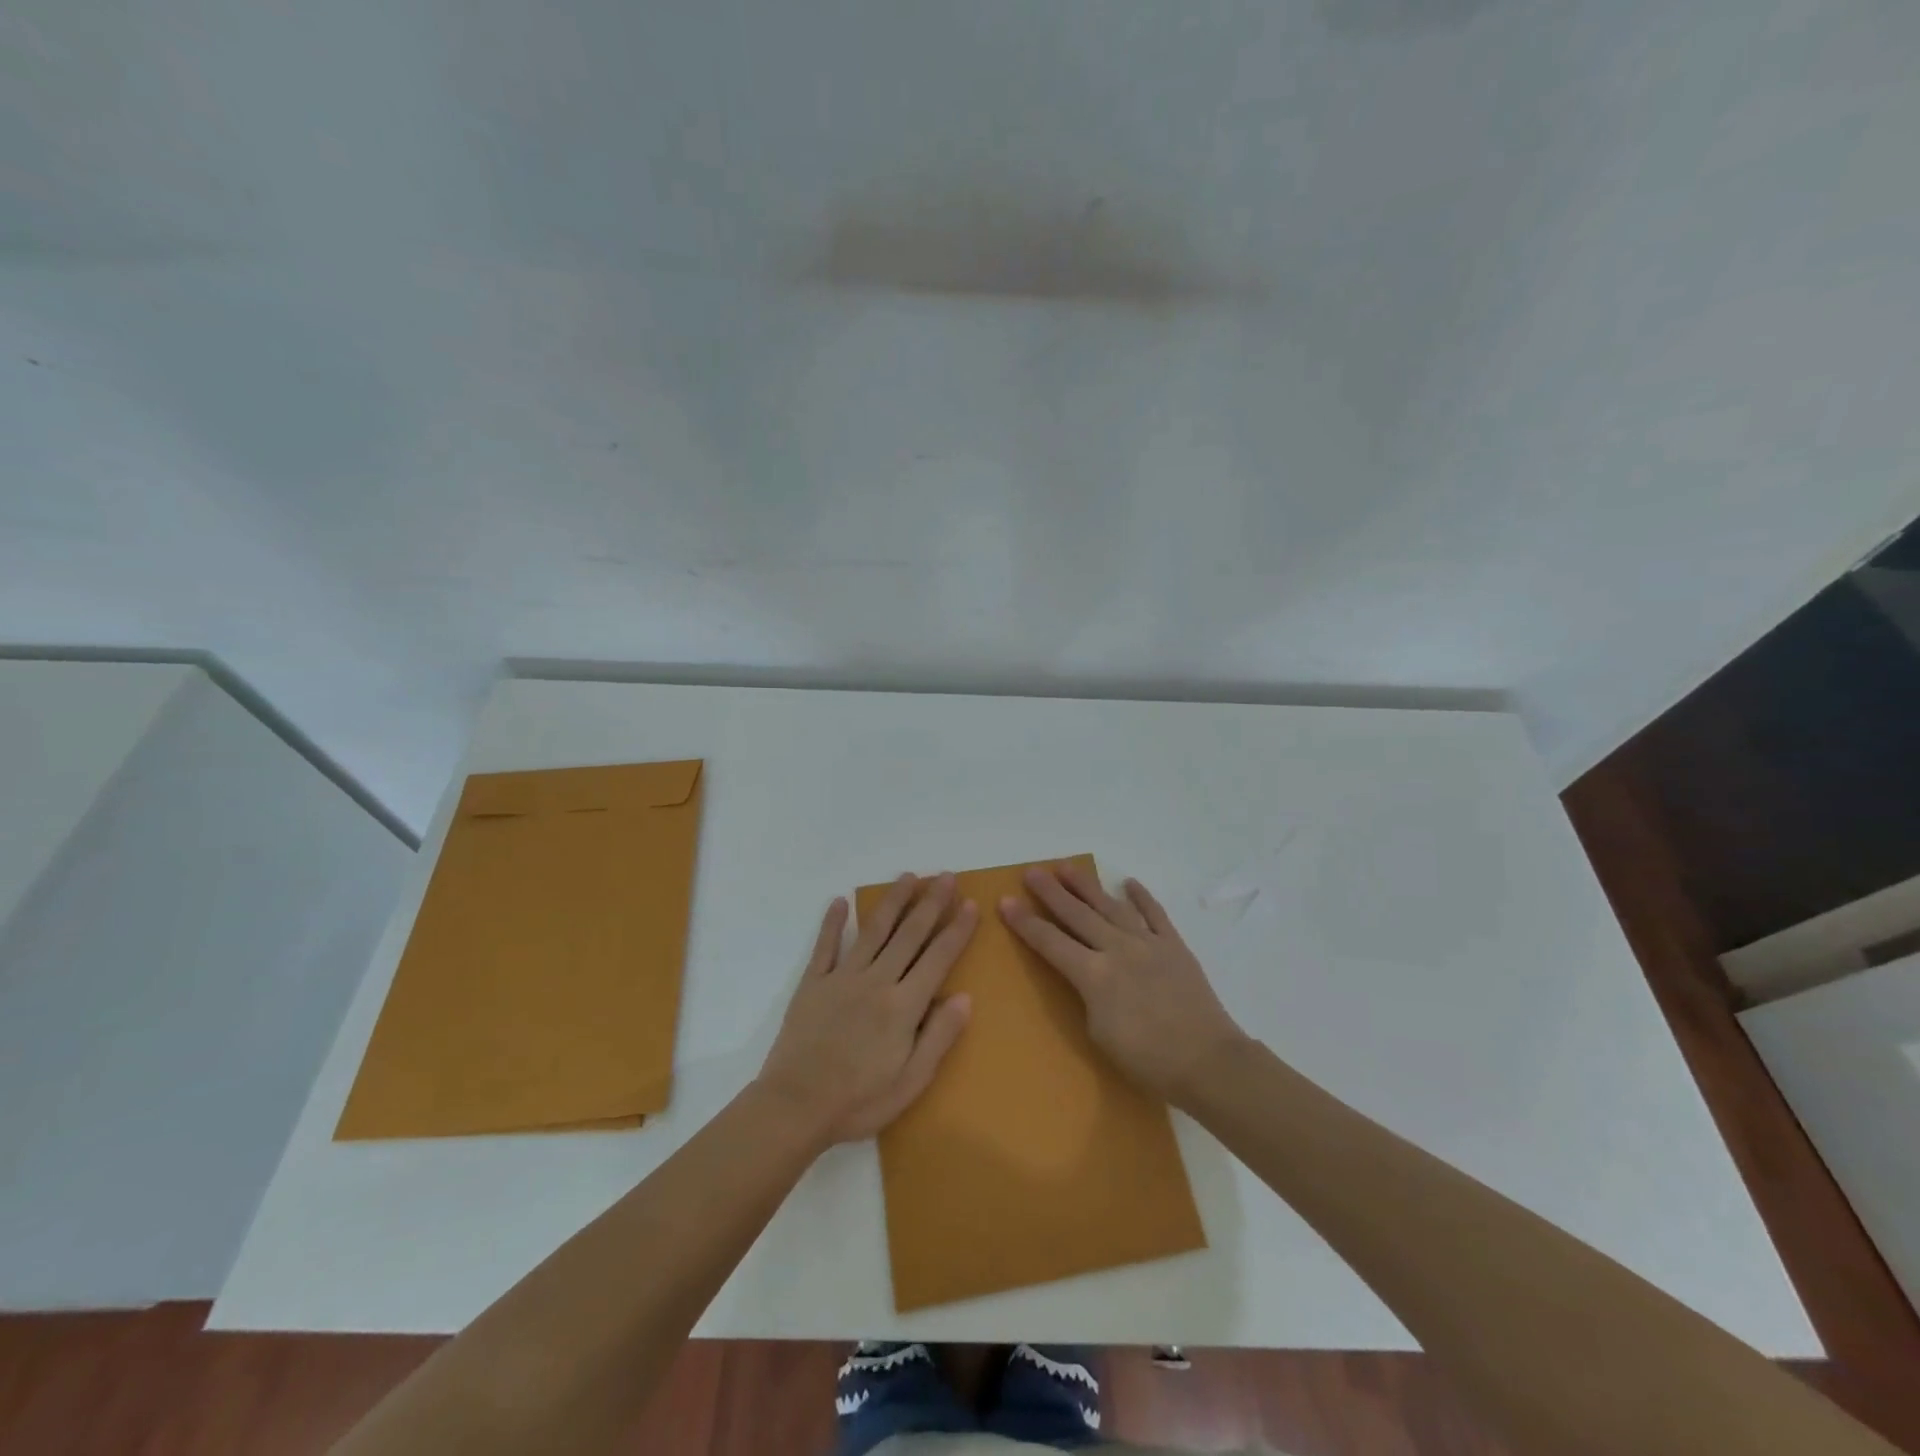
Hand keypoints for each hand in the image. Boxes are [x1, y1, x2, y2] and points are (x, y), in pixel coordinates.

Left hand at [757, 873, 975, 1145]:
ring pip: (873, 930)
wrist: (795, 1107)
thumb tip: (965, 996)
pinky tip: (840, 901)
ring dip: (892, 901)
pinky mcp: (813, 983)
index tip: (970, 903)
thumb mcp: (911, 1082)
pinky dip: (833, 922)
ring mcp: (842, 978)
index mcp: (903, 1006)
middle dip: (930, 903)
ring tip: (908, 877)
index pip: (938, 958)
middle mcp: (876, 981)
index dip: (956, 930)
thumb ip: (939, 1037)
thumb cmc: (859, 1102)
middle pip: (909, 934)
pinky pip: (825, 946)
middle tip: (946, 876)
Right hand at [1001, 864, 1248, 1106]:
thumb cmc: (1147, 1061)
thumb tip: (1088, 975)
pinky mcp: (1174, 946)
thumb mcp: (1099, 1034)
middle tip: (1031, 872)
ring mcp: (1148, 943)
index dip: (1025, 923)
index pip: (1050, 942)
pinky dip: (1141, 897)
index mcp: (1094, 975)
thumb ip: (1087, 996)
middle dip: (1051, 893)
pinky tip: (1128, 883)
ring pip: (1111, 906)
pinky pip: (1154, 914)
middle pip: (1077, 915)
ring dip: (1087, 885)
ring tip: (1067, 867)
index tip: (1005, 902)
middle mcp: (1117, 949)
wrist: (1208, 1062)